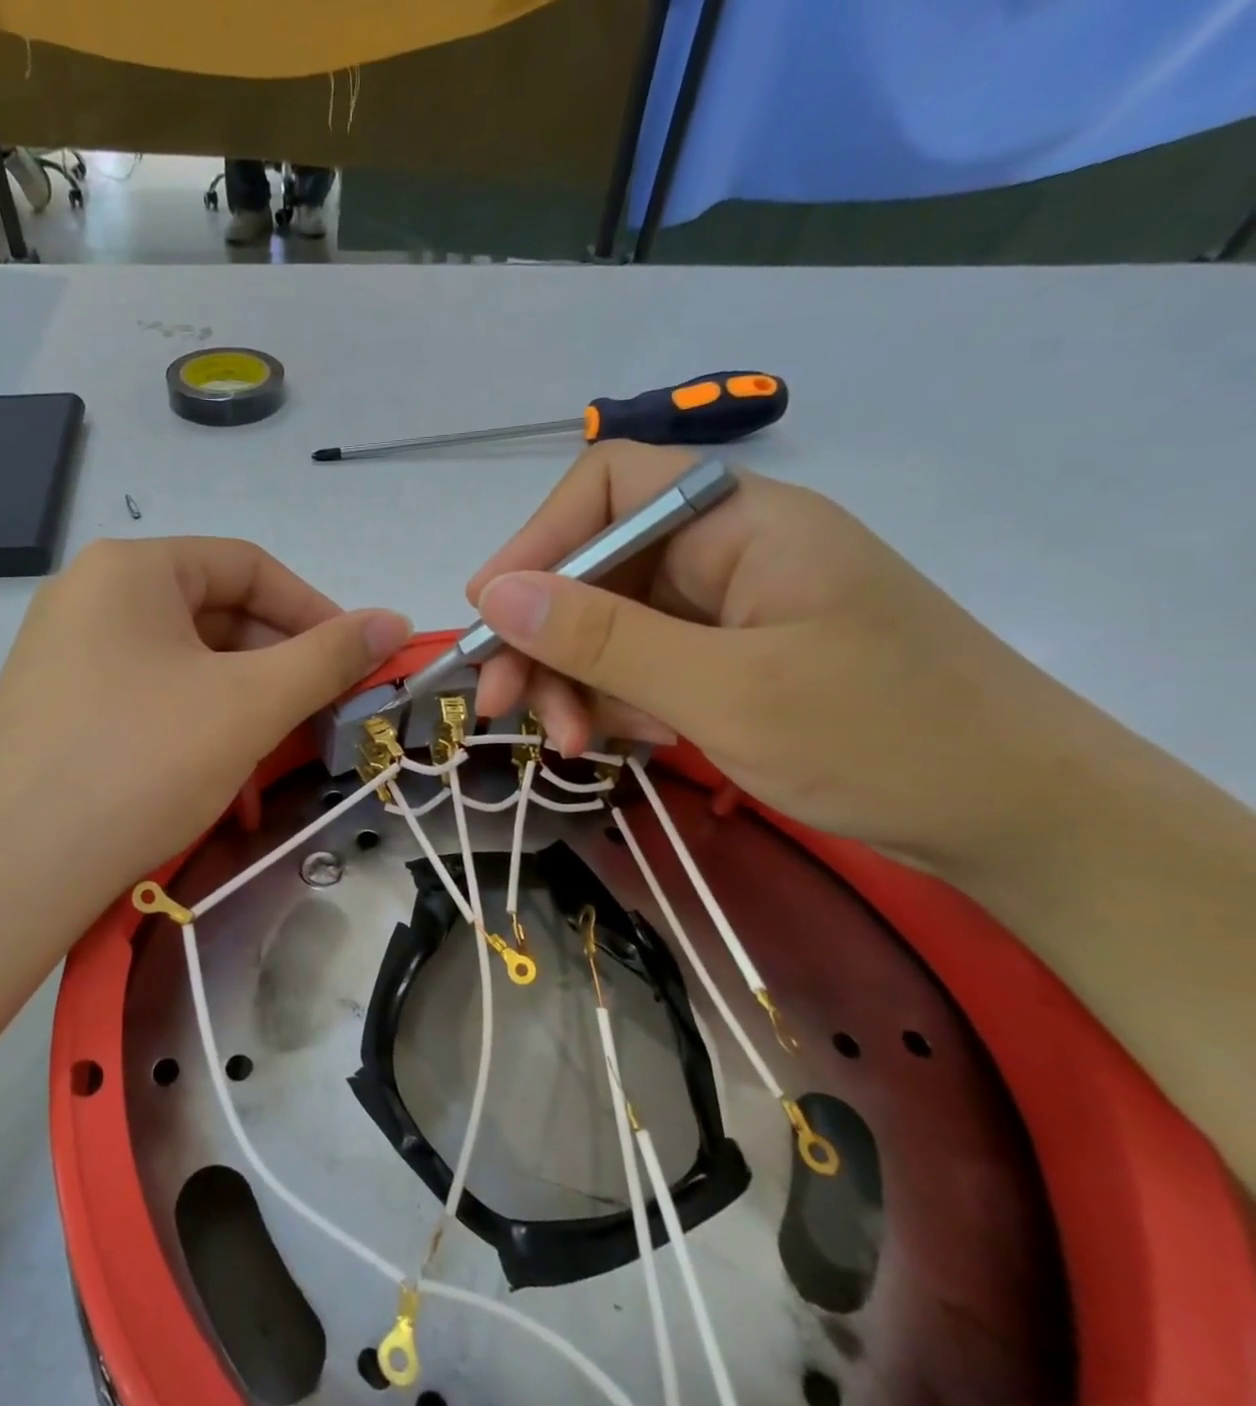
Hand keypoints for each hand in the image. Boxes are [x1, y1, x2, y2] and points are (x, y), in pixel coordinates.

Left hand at [0, 537, 410, 920]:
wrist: (12, 872)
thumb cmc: (141, 763)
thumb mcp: (250, 705)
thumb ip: (329, 657)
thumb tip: (395, 620)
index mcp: (131, 569)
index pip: (248, 565)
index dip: (315, 610)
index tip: (357, 662)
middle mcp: (91, 597)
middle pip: (216, 618)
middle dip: (279, 672)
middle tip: (321, 720)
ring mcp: (67, 655)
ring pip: (187, 669)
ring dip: (243, 714)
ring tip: (274, 769)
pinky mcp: (59, 710)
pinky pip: (150, 703)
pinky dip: (197, 734)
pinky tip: (222, 791)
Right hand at [468, 442, 1092, 871]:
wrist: (1018, 818)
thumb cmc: (881, 738)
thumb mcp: (725, 691)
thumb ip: (603, 639)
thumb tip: (493, 595)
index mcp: (740, 522)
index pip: (609, 487)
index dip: (537, 541)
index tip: (488, 613)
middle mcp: (726, 553)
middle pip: (596, 569)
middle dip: (543, 638)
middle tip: (502, 709)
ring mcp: (726, 611)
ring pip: (609, 628)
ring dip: (574, 683)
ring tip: (571, 745)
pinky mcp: (728, 662)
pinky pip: (641, 668)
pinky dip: (616, 704)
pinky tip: (625, 744)